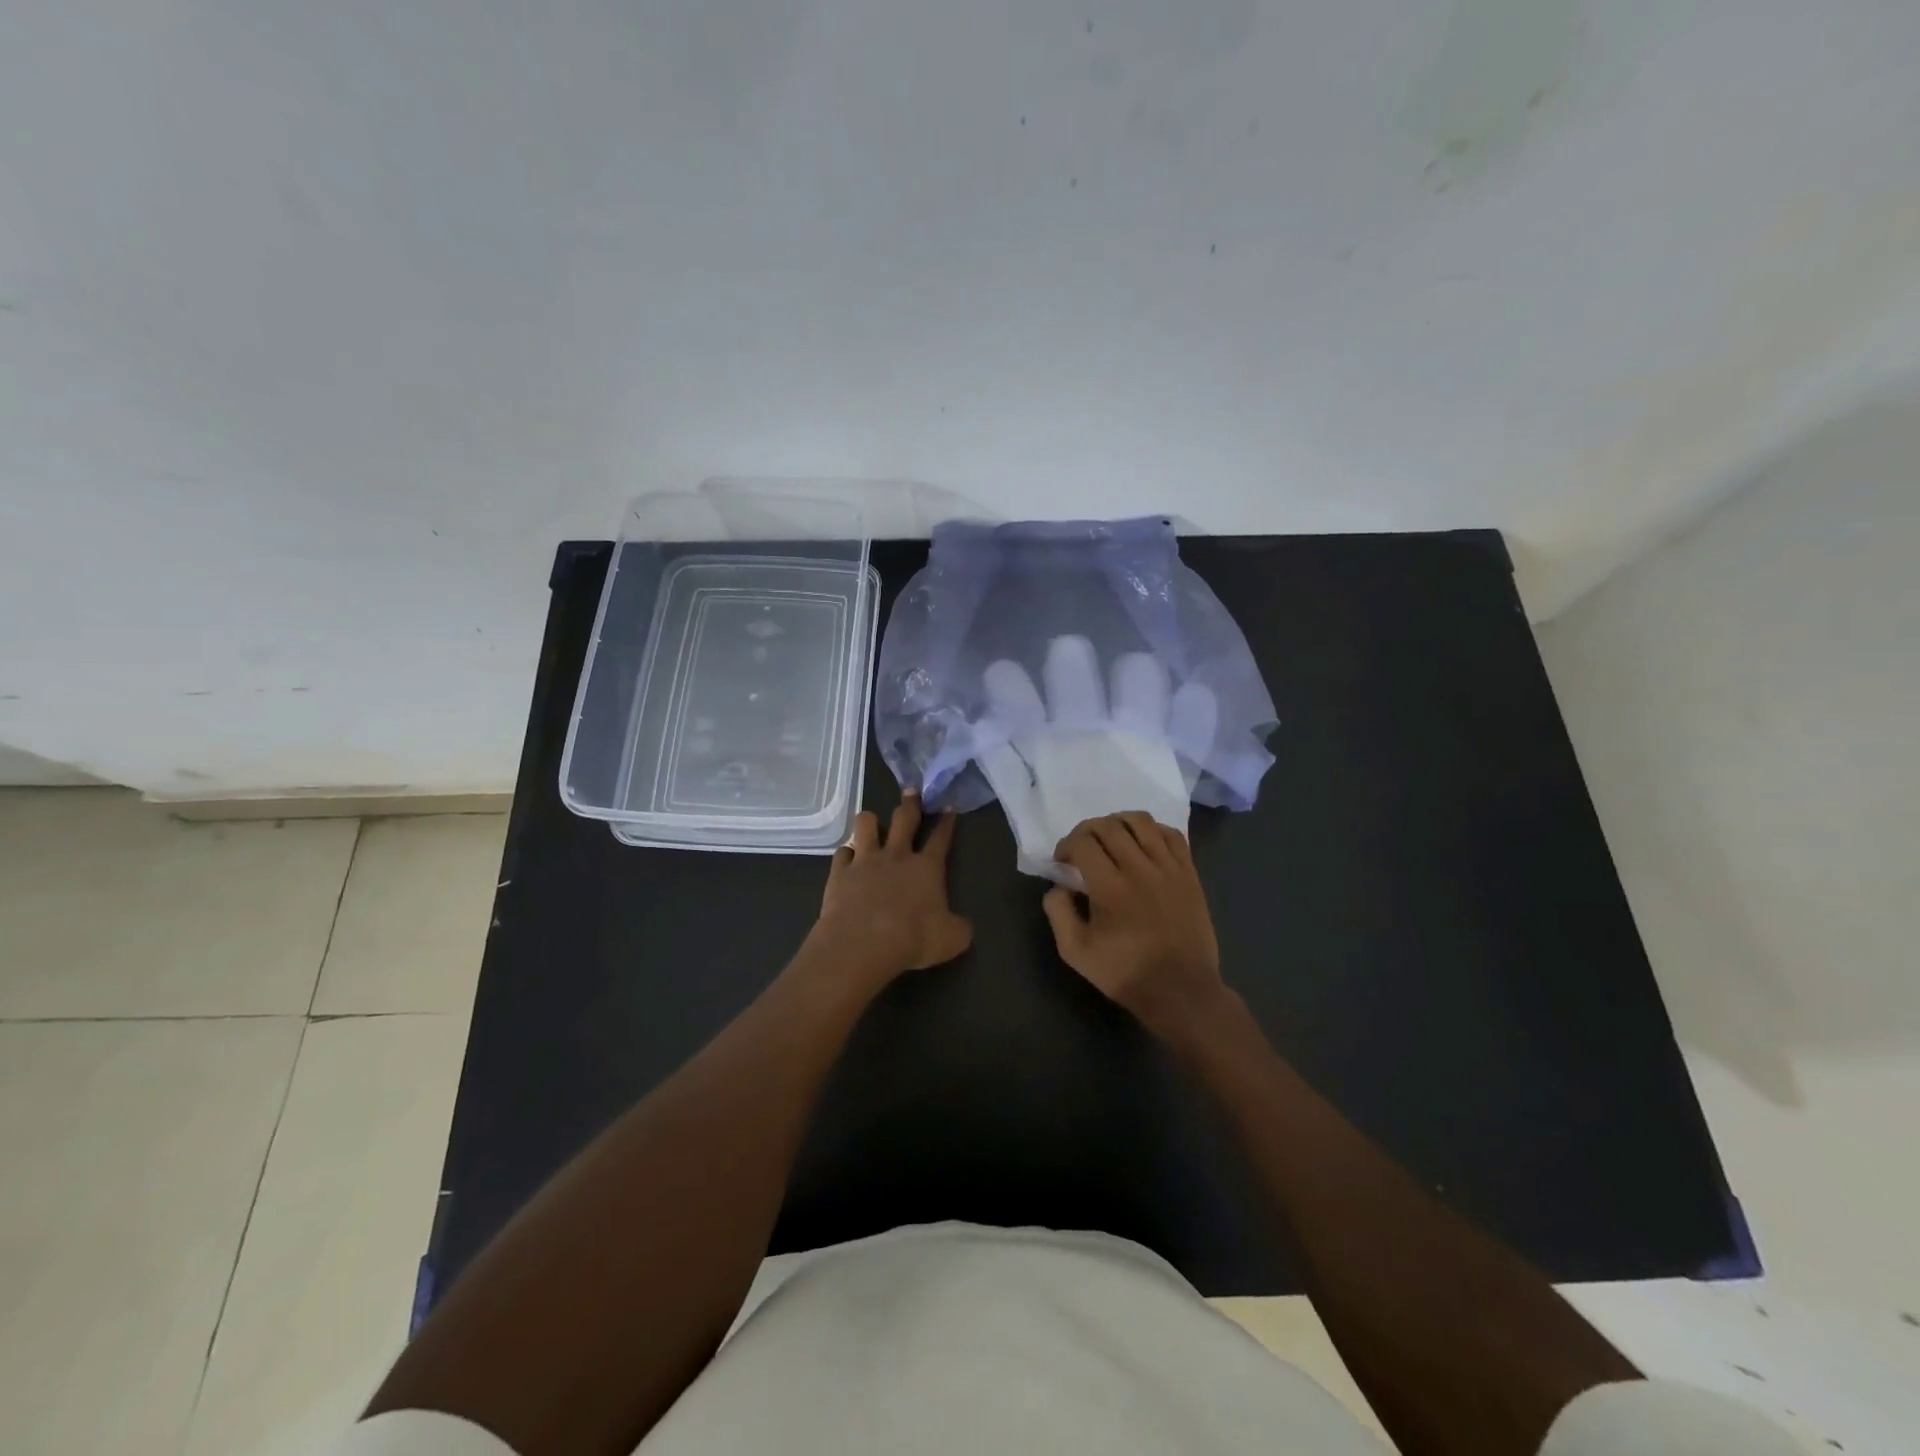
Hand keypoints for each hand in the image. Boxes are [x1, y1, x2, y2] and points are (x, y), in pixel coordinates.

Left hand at [813, 791, 972, 980]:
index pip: (940, 838)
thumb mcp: (952, 939)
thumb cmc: (913, 940)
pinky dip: (846, 854)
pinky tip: (847, 859)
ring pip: (866, 825)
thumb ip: (959, 927)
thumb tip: (962, 924)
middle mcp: (896, 856)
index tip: (948, 806)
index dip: (946, 822)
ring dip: (870, 821)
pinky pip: (841, 853)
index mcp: (927, 868)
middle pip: (904, 819)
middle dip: (910, 803)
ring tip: (871, 821)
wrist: (863, 944)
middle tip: (911, 790)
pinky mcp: (840, 873)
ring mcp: (865, 861)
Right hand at [1043, 812, 1229, 1041]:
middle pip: (1108, 825)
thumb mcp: (1075, 952)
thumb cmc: (1125, 973)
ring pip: (1141, 821)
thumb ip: (1058, 912)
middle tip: (1081, 848)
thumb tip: (1059, 885)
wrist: (1181, 991)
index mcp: (1109, 887)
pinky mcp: (1189, 873)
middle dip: (1086, 830)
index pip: (1082, 842)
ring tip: (1111, 838)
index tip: (1062, 861)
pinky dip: (1153, 830)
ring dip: (1118, 822)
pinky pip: (1172, 835)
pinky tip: (1143, 843)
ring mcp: (1169, 868)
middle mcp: (1140, 868)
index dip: (1065, 845)